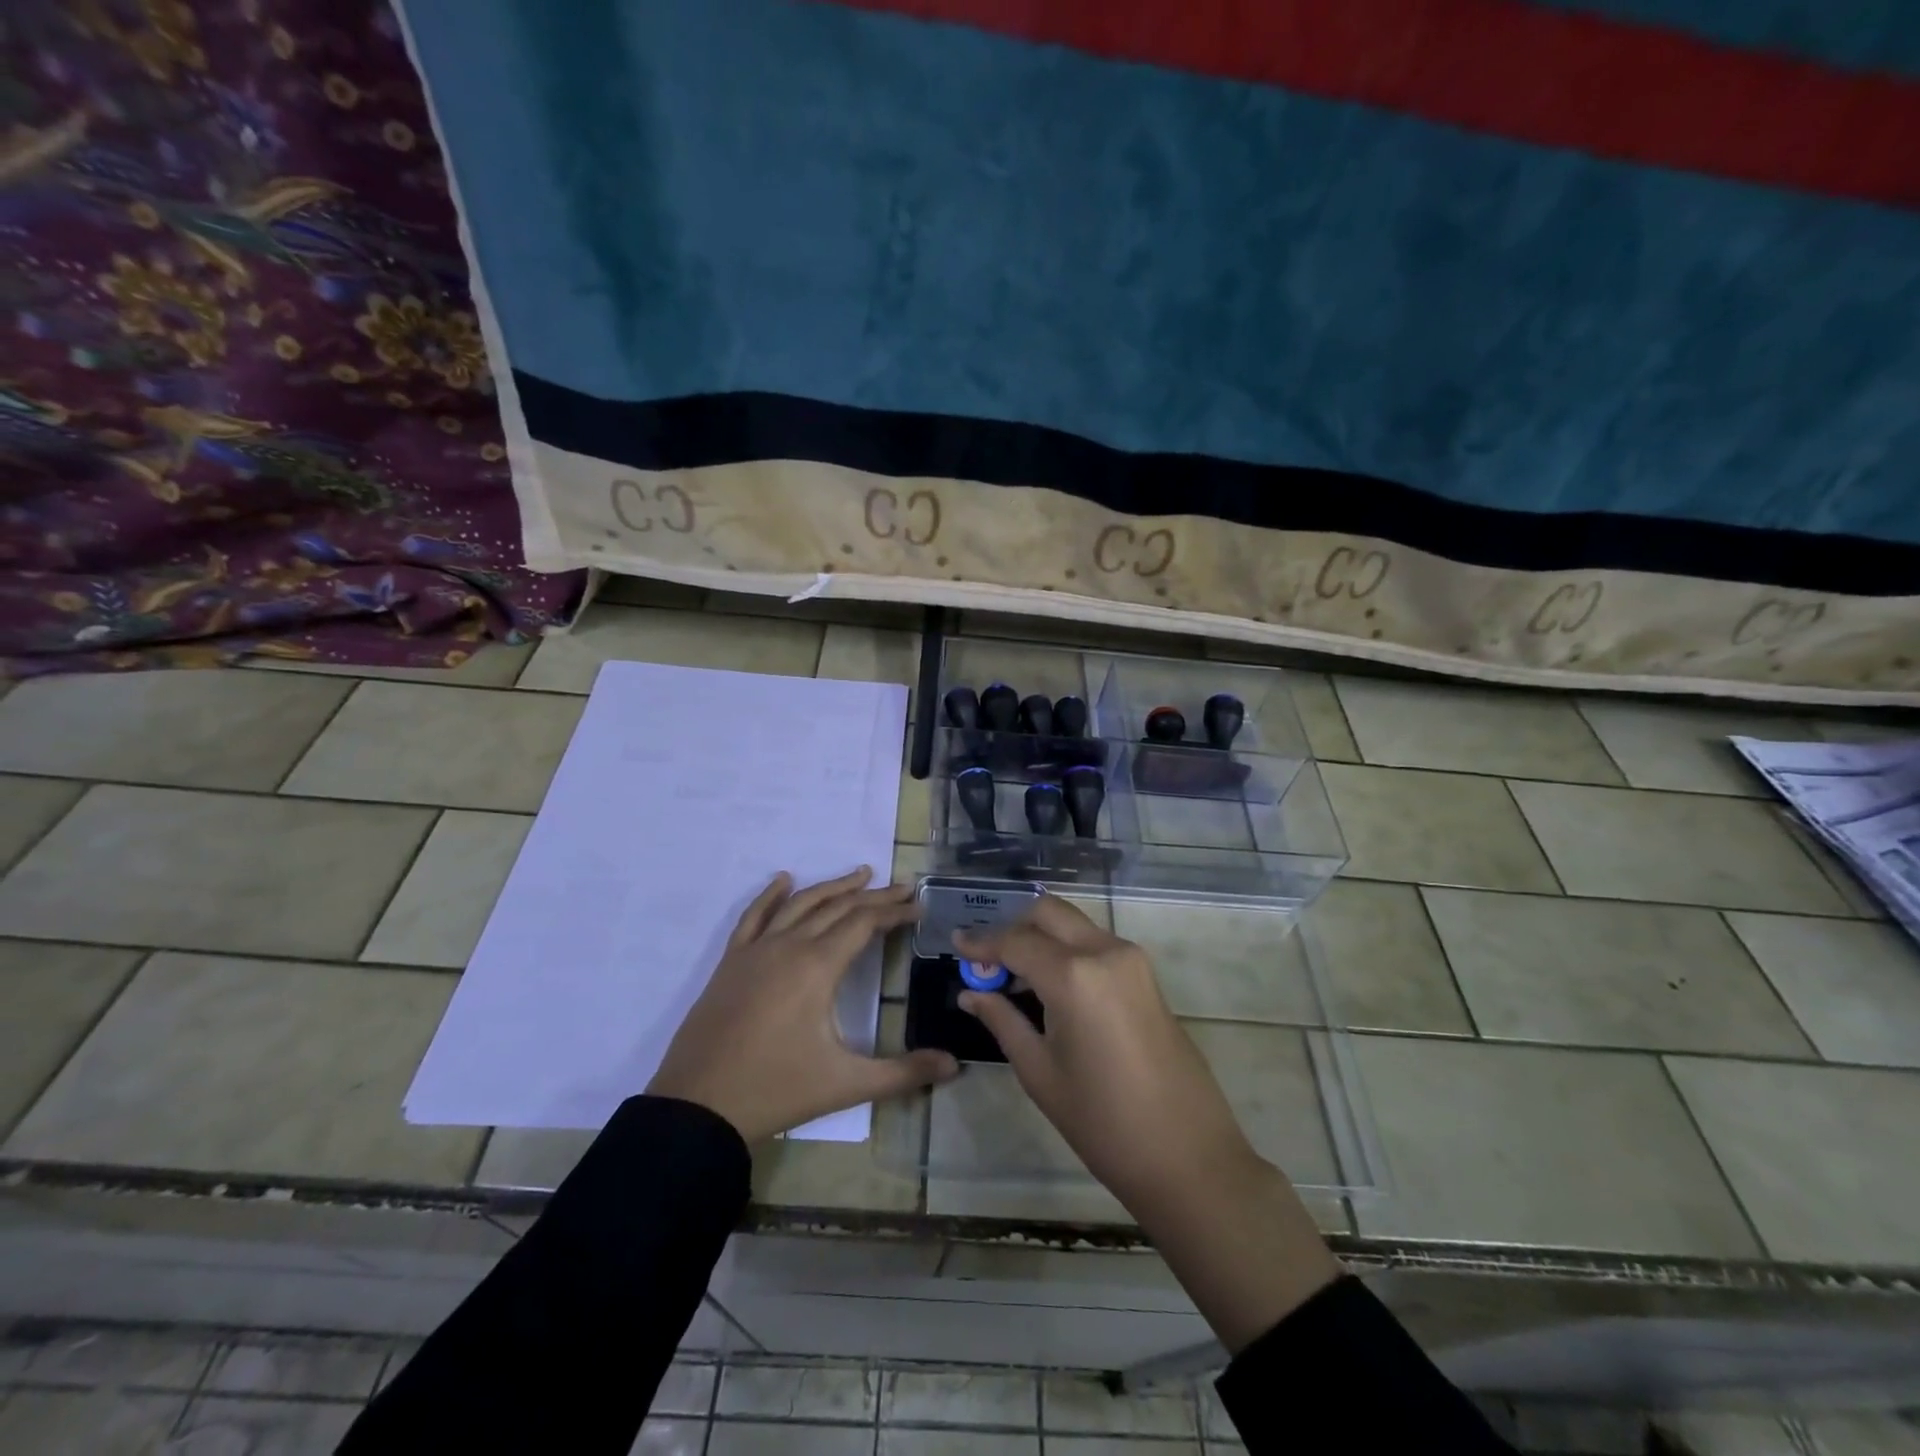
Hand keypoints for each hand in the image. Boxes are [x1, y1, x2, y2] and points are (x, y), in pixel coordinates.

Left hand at [649, 868, 958, 1142]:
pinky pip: (754, 916)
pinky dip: (771, 895)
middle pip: (838, 907)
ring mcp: (756, 950)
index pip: (864, 923)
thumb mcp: (847, 1084)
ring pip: (800, 904)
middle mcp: (789, 946)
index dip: (894, 912)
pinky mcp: (731, 962)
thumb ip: (904, 1072)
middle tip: (901, 887)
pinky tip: (783, 880)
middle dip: (873, 895)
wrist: (698, 1107)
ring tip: (860, 873)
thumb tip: (957, 1066)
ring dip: (832, 887)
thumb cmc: (777, 1090)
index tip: (918, 906)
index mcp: (818, 966)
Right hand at [952, 895, 1256, 1210]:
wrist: (1188, 1156)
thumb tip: (970, 993)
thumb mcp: (1040, 1072)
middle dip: (1013, 925)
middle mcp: (1105, 951)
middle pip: (1048, 912)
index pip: (1015, 941)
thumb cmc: (1103, 1122)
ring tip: (1012, 974)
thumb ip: (1003, 1020)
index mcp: (1074, 975)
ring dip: (1041, 936)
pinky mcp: (1146, 976)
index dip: (982, 942)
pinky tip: (1049, 984)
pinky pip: (1096, 944)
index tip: (956, 943)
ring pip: (1074, 924)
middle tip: (986, 956)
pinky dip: (1066, 949)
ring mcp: (1132, 960)